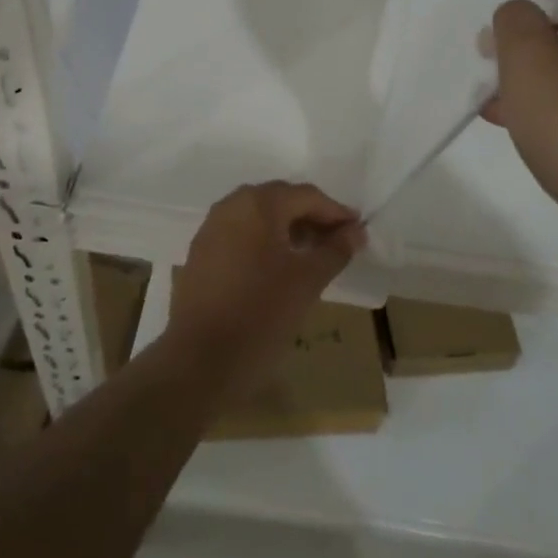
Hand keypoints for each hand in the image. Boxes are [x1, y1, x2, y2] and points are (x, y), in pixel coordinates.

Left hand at [166, 182, 365, 386]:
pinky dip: (264, 243)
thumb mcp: (308, 281)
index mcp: (258, 203)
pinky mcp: (200, 253)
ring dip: (287, 230)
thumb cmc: (261, 314)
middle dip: (311, 218)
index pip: (306, 196)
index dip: (336, 212)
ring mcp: (211, 229)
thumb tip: (355, 231)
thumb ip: (335, 250)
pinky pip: (240, 235)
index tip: (358, 232)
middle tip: (337, 243)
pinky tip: (277, 269)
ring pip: (259, 218)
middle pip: (280, 201)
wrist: (200, 360)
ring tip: (311, 256)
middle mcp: (231, 205)